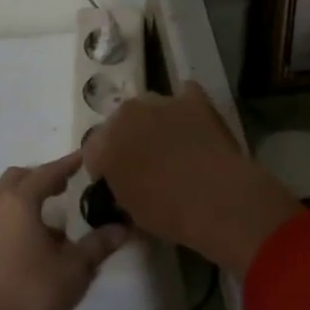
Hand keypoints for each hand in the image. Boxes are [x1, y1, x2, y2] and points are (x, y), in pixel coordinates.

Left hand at [0, 154, 128, 309]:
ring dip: (27, 199)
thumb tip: (122, 227)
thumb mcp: (74, 270)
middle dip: (42, 177)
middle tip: (66, 185)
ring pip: (3, 200)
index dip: (67, 164)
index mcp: (18, 203)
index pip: (46, 173)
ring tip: (54, 218)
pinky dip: (16, 218)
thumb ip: (97, 244)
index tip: (84, 157)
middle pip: (18, 179)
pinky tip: (36, 243)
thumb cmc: (32, 296)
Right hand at [82, 82, 299, 275]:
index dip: (105, 167)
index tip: (117, 181)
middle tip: (146, 161)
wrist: (215, 199)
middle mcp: (126, 114)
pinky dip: (186, 108)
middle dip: (129, 138)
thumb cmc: (168, 213)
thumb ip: (119, 188)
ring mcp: (160, 101)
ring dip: (155, 121)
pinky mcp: (192, 98)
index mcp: (104, 145)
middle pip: (120, 122)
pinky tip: (195, 126)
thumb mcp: (130, 210)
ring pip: (149, 107)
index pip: (93, 151)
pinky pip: (184, 96)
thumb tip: (125, 183)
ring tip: (174, 144)